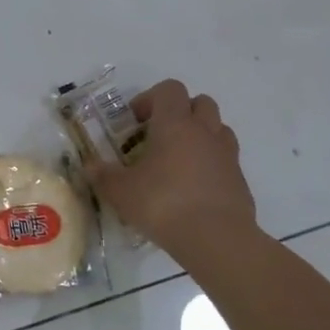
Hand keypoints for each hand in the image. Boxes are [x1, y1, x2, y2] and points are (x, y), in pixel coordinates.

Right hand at [87, 80, 257, 254]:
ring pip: (217, 128)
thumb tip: (89, 166)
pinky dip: (211, 163)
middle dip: (179, 112)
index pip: (170, 89)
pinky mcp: (240, 180)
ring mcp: (227, 155)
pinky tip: (193, 186)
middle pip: (200, 102)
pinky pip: (225, 158)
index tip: (135, 122)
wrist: (217, 240)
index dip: (150, 98)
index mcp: (175, 124)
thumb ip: (103, 175)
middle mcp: (204, 132)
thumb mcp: (120, 191)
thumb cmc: (163, 204)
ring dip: (199, 134)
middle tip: (158, 135)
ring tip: (178, 159)